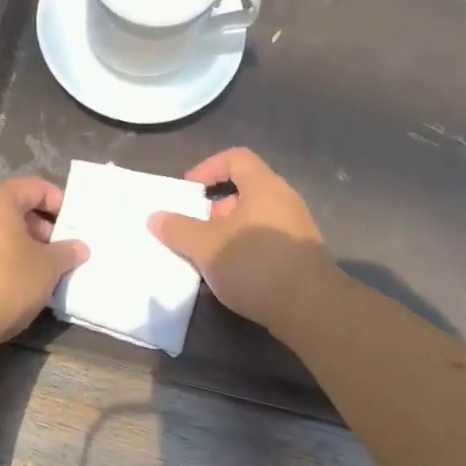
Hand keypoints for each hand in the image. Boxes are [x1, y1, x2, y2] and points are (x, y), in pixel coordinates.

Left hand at [0, 176, 87, 346]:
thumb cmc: (3, 284)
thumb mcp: (46, 269)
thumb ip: (65, 253)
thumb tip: (79, 247)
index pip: (34, 186)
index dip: (57, 201)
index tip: (71, 224)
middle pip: (8, 206)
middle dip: (35, 225)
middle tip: (52, 250)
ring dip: (11, 242)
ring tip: (29, 268)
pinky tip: (0, 281)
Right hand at [148, 149, 332, 331]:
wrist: (310, 307)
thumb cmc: (255, 264)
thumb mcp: (206, 246)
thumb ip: (178, 229)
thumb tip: (155, 217)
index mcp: (264, 186)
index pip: (236, 158)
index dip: (208, 167)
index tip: (189, 191)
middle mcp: (284, 200)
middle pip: (245, 189)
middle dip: (216, 207)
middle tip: (196, 228)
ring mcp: (297, 228)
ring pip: (255, 218)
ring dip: (229, 232)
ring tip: (210, 256)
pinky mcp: (301, 255)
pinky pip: (267, 240)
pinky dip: (246, 249)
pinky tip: (233, 274)